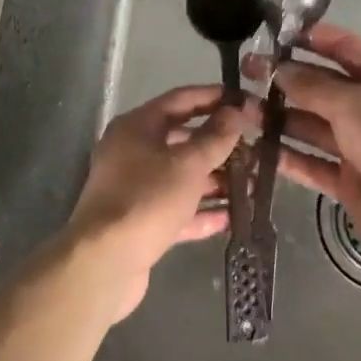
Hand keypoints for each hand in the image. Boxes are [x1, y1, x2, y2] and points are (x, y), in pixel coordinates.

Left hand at [65, 84, 248, 319]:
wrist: (105, 262)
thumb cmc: (147, 199)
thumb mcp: (188, 164)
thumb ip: (215, 137)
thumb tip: (235, 112)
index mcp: (137, 127)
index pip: (181, 99)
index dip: (214, 97)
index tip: (246, 101)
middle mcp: (133, 152)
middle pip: (183, 140)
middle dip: (221, 146)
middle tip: (256, 150)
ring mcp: (136, 189)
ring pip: (183, 177)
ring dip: (217, 181)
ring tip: (254, 187)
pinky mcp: (142, 222)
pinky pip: (178, 209)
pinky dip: (202, 212)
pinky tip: (233, 218)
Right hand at [245, 22, 360, 265]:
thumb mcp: (353, 103)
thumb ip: (313, 86)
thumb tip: (279, 70)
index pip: (346, 50)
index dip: (315, 39)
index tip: (278, 34)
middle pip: (323, 88)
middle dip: (287, 79)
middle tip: (247, 71)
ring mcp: (358, 147)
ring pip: (312, 126)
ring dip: (280, 117)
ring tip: (242, 109)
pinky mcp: (347, 181)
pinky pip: (311, 163)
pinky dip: (287, 157)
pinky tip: (256, 148)